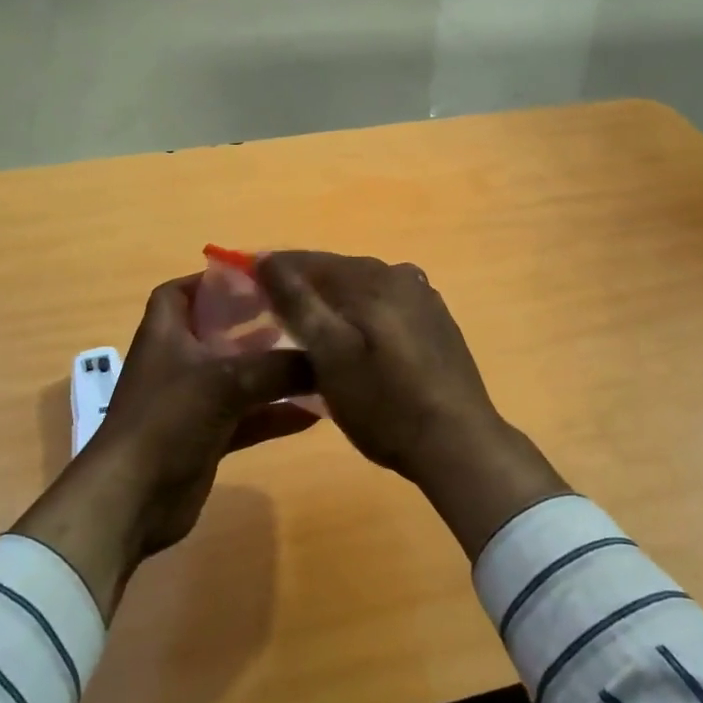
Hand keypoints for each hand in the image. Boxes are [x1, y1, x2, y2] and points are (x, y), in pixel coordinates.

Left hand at [12, 275, 316, 614]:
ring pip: (235, 376)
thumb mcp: (226, 382)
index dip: (211, 281)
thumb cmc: (168, 420)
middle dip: (251, 323)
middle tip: (294, 315)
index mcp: (165, 334)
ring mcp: (190, 403)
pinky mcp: (205, 438)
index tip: (255, 279)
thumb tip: (325, 358)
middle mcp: (176, 362)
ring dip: (269, 370)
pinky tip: (312, 415)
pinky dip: (273, 414)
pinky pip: (245, 418)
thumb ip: (278, 367)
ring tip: (312, 359)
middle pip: (215, 332)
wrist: (132, 499)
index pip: (180, 292)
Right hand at [257, 252, 569, 558]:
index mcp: (372, 277)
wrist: (459, 444)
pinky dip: (360, 316)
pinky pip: (384, 306)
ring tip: (307, 335)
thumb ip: (298, 302)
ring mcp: (423, 297)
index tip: (243, 290)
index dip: (272, 272)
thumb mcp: (330, 355)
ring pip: (361, 289)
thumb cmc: (385, 404)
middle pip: (336, 272)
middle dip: (302, 289)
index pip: (308, 260)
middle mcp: (399, 274)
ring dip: (331, 303)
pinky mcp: (435, 321)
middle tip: (270, 318)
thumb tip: (266, 258)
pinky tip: (353, 343)